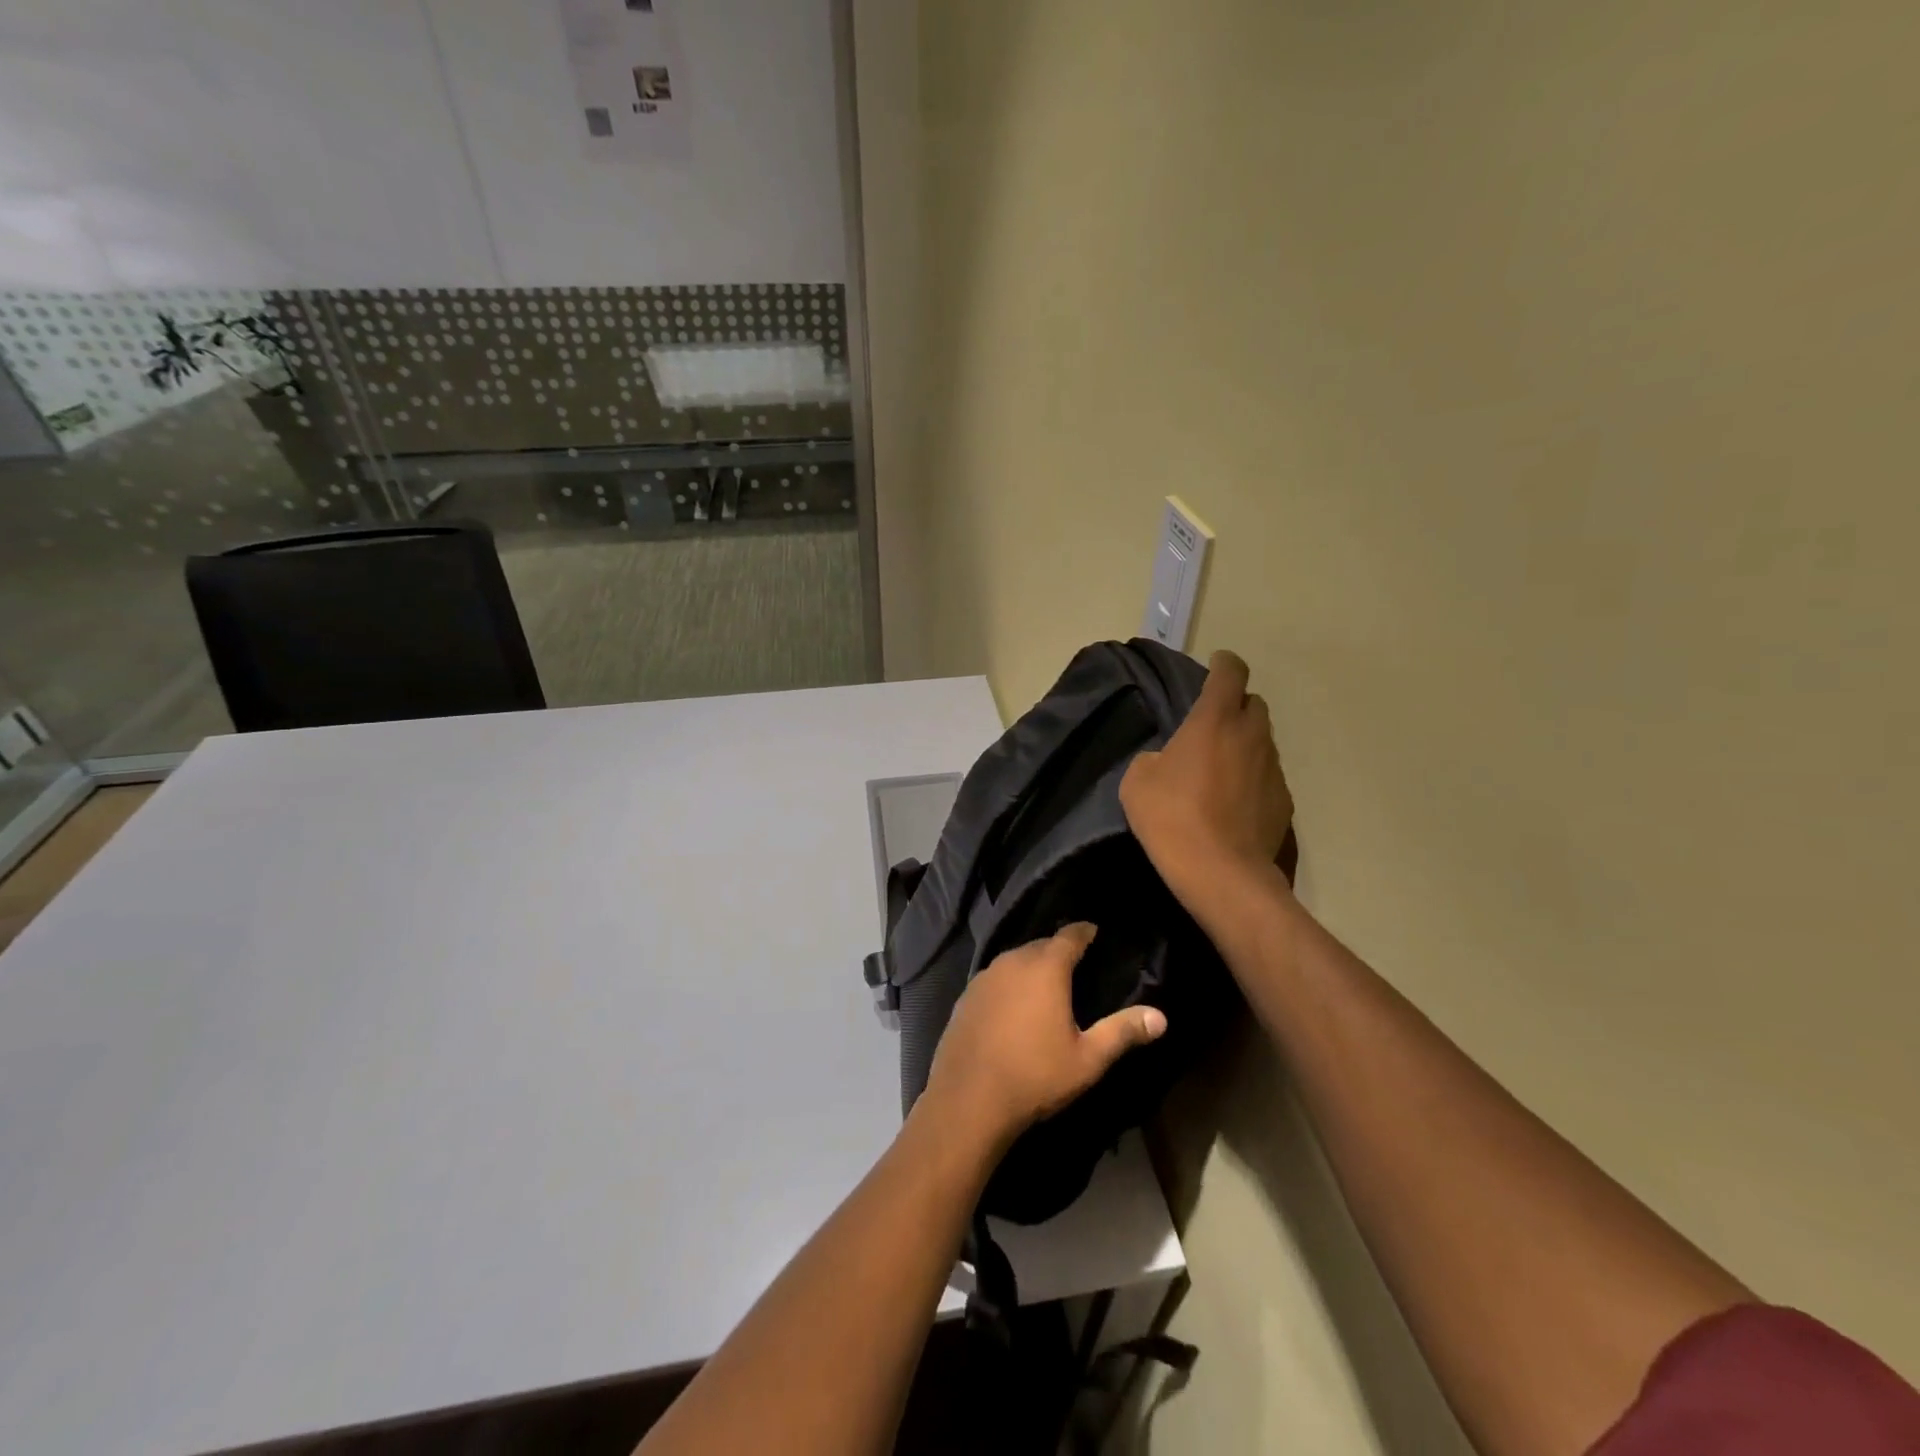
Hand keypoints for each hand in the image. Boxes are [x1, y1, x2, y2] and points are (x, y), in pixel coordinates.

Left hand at [917, 924, 1167, 1148]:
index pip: (1069, 935)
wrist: (968, 1099)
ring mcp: (984, 977)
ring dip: (1032, 965)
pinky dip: (1009, 983)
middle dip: (1059, 949)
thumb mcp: (1088, 1059)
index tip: (1095, 931)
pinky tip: (1014, 1004)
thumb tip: (1161, 1017)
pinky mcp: (966, 996)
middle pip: (1041, 945)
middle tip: (1077, 962)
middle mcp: (1013, 961)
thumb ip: (1122, 1032)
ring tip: (1047, 981)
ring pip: (1015, 960)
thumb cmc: (1036, 1076)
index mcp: (1045, 968)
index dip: (1085, 931)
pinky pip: (995, 978)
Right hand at [1121, 650, 1292, 889]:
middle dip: (1236, 706)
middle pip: (1254, 704)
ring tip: (1220, 768)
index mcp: (1215, 720)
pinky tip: (1233, 803)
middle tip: (1212, 725)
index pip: (1231, 672)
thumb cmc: (1172, 817)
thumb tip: (1167, 761)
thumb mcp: (1138, 781)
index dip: (1224, 664)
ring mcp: (1273, 768)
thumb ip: (1154, 757)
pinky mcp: (1284, 801)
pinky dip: (1252, 778)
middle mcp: (1252, 735)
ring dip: (1244, 744)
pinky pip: (1267, 776)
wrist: (1221, 873)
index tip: (1216, 665)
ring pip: (1262, 741)